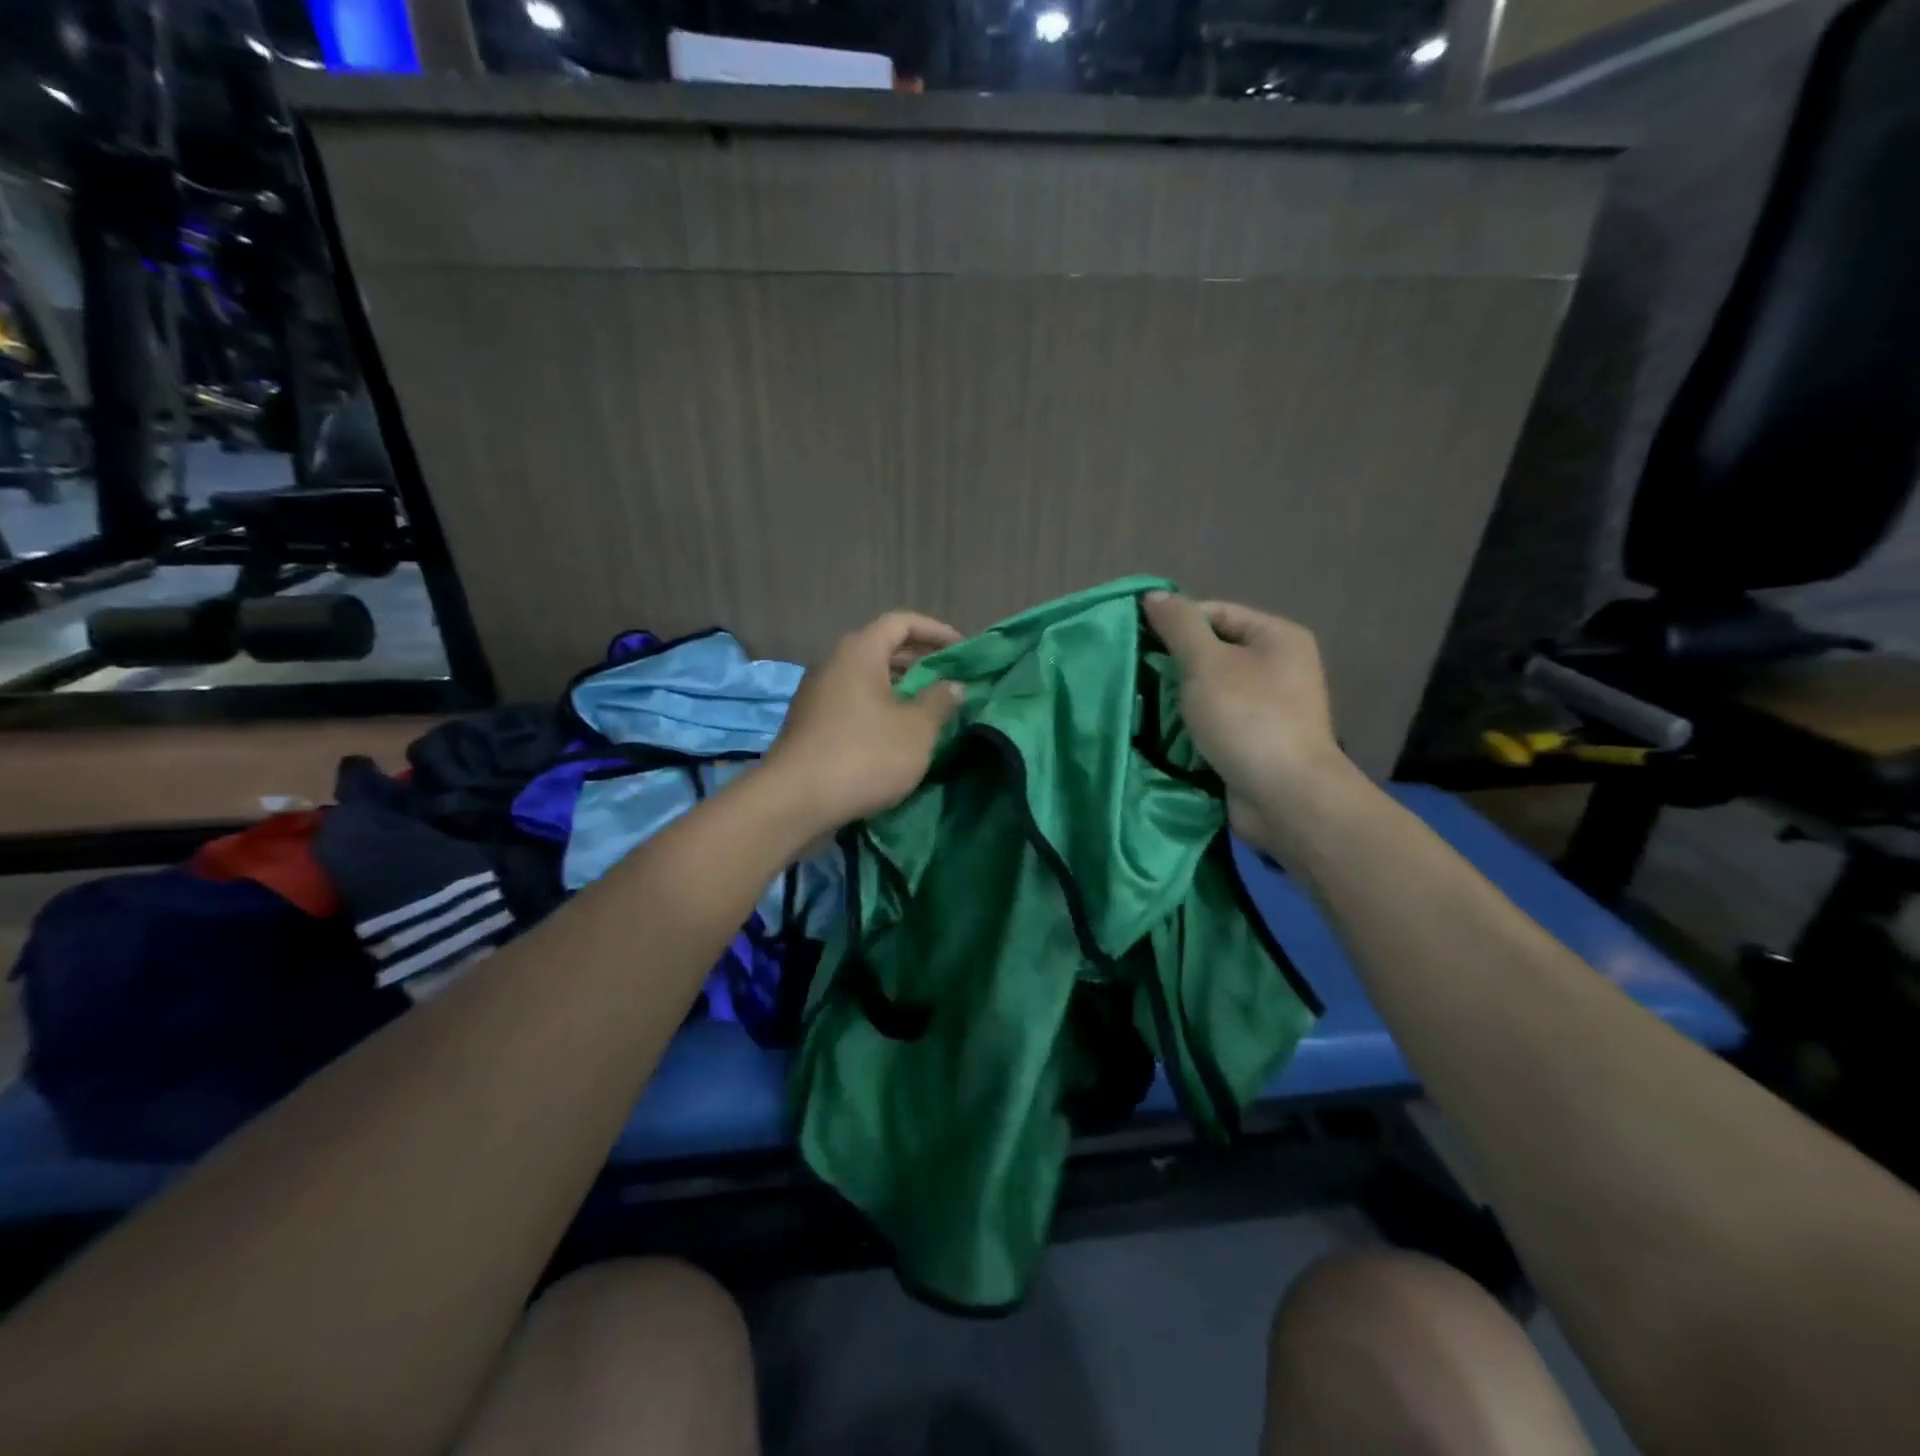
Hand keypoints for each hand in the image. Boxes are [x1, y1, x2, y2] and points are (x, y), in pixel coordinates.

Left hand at [764, 610, 965, 833]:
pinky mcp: (811, 725)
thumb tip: (953, 685)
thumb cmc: (864, 755)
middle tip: (950, 679)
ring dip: (900, 688)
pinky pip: (853, 703)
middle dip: (920, 661)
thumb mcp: (916, 729)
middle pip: (882, 648)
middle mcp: (834, 664)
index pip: (902, 622)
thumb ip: (939, 701)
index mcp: (859, 652)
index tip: (963, 650)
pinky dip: (879, 708)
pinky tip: (897, 734)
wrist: (795, 801)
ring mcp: (817, 695)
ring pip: (867, 679)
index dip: (936, 631)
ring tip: (930, 708)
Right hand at [1143, 592, 1350, 843]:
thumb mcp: (1206, 663)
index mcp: (1277, 637)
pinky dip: (1193, 723)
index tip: (1137, 643)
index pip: (1215, 613)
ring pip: (1212, 688)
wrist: (1285, 797)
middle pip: (1214, 650)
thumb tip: (1153, 595)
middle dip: (1175, 663)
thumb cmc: (1247, 719)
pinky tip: (1166, 731)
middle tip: (1138, 676)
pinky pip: (1218, 719)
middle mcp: (1280, 666)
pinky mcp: (1258, 740)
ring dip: (1180, 697)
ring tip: (1145, 704)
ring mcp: (1271, 706)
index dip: (1175, 623)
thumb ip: (1178, 625)